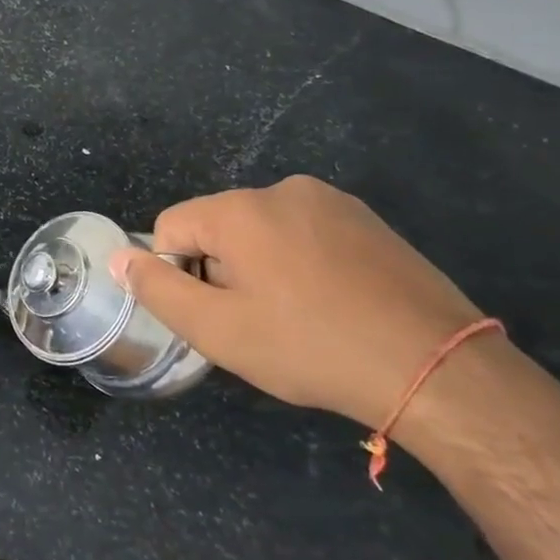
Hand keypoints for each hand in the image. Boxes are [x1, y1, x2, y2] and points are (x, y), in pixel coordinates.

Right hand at [110, 176, 489, 433]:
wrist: (439, 369)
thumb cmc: (311, 347)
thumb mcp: (217, 329)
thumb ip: (157, 289)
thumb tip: (119, 258)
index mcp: (239, 209)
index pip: (172, 228)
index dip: (181, 275)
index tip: (218, 315)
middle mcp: (282, 190)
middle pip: (218, 227)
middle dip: (223, 270)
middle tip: (259, 323)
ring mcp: (333, 202)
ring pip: (264, 232)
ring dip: (263, 269)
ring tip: (300, 319)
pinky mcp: (370, 221)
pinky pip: (308, 235)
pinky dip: (304, 265)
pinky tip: (334, 307)